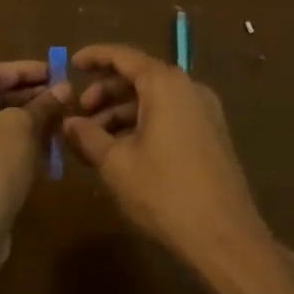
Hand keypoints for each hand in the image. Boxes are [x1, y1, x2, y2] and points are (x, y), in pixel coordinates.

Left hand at [0, 60, 69, 245]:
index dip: (27, 71)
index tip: (56, 70)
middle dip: (26, 96)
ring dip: (21, 119)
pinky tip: (40, 144)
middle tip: (59, 94)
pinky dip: (9, 141)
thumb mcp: (21, 128)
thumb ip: (42, 104)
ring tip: (56, 117)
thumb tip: (65, 89)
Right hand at [62, 44, 272, 275]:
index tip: (71, 64)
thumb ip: (88, 136)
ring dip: (122, 111)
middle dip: (106, 91)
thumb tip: (67, 122)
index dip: (95, 57)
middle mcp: (188, 87)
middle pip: (139, 76)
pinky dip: (143, 122)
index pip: (123, 56)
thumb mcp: (116, 164)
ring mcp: (204, 110)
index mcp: (165, 84)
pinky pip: (170, 114)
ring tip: (96, 138)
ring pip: (154, 98)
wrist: (225, 237)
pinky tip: (124, 149)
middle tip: (80, 114)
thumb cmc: (165, 193)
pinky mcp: (211, 133)